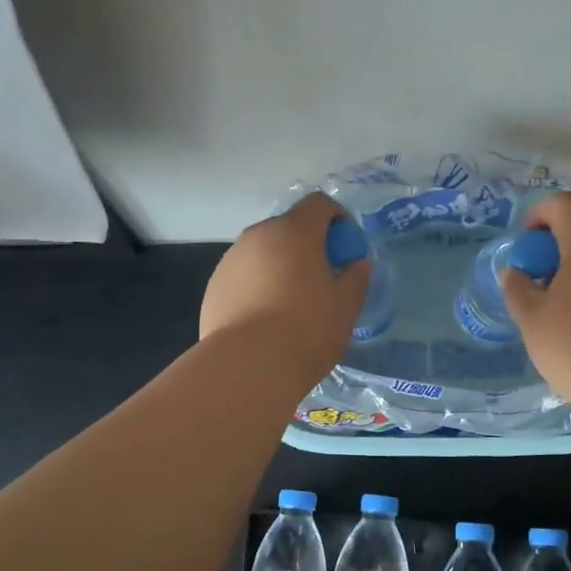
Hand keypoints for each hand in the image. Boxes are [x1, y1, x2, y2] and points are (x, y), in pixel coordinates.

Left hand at [200, 193, 371, 382]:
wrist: (248, 366)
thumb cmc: (307, 330)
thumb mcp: (346, 306)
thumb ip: (356, 278)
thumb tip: (358, 264)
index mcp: (295, 231)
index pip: (319, 204)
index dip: (337, 219)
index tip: (346, 249)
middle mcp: (258, 236)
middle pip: (288, 228)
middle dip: (307, 247)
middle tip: (321, 280)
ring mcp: (230, 260)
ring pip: (262, 254)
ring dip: (279, 267)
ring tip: (290, 305)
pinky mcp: (213, 287)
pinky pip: (243, 277)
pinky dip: (256, 288)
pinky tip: (264, 321)